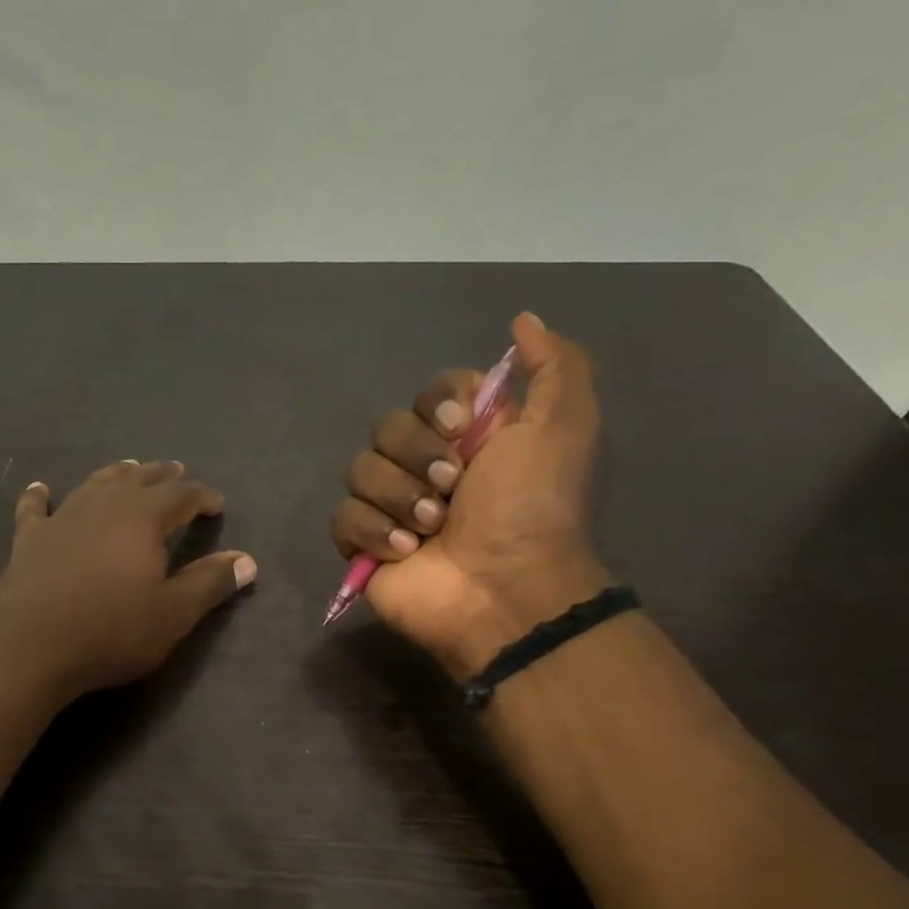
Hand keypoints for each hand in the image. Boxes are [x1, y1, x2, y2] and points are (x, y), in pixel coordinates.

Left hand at [0, 460, 256, 701]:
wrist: (30, 649)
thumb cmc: (111, 632)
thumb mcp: (173, 613)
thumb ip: (210, 583)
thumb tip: (247, 560)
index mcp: (142, 518)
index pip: (181, 495)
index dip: (203, 496)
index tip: (217, 504)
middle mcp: (103, 506)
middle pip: (138, 479)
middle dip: (162, 476)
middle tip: (177, 472)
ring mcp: (62, 519)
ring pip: (94, 484)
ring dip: (116, 474)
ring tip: (129, 468)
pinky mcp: (29, 540)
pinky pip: (35, 509)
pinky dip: (39, 497)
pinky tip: (39, 488)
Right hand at [332, 312, 609, 677]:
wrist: (504, 588)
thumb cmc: (533, 508)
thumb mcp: (564, 426)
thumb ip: (554, 367)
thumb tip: (523, 320)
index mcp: (470, 438)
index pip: (430, 393)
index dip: (437, 404)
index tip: (460, 427)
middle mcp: (428, 466)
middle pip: (388, 429)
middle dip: (418, 456)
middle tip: (452, 488)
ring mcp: (392, 507)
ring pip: (361, 471)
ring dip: (399, 498)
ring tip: (432, 529)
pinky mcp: (364, 545)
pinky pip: (343, 517)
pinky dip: (373, 531)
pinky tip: (405, 551)